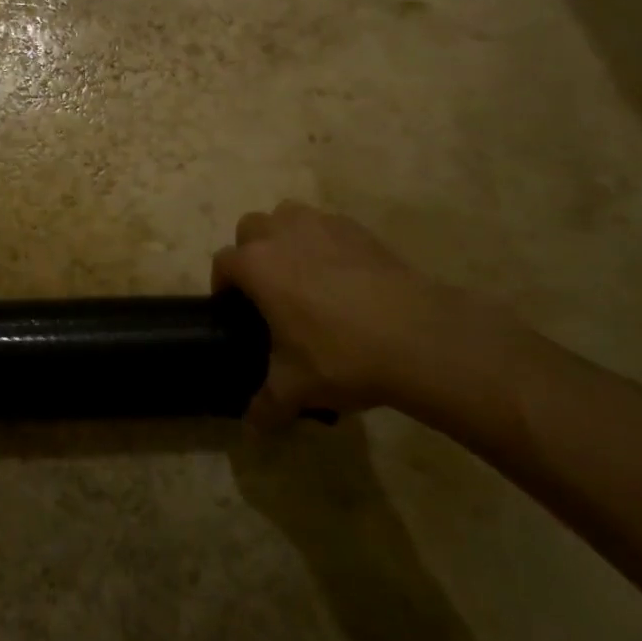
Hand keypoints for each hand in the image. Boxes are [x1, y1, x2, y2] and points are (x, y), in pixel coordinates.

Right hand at [213, 201, 509, 424]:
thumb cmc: (342, 355)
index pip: (223, 262)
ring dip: (286, 237)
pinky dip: (324, 242)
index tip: (235, 310)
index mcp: (257, 265)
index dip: (223, 285)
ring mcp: (323, 225)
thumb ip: (266, 404)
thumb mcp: (297, 388)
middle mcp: (283, 234)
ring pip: (288, 216)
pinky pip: (327, 225)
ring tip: (303, 273)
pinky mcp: (359, 229)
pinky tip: (343, 277)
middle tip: (268, 289)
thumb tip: (253, 425)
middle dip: (251, 252)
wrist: (419, 337)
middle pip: (251, 227)